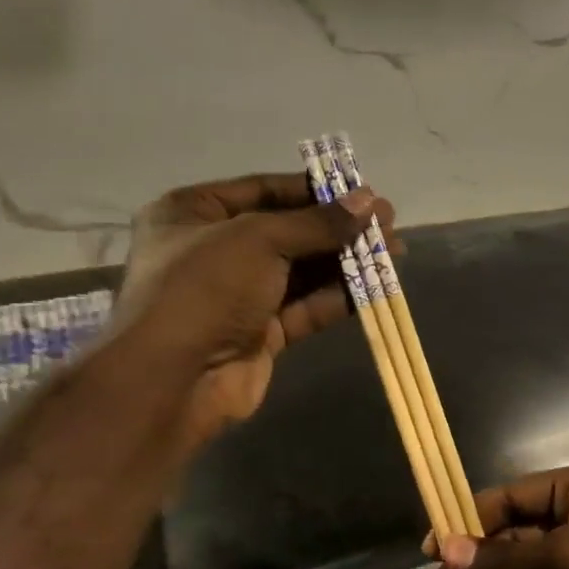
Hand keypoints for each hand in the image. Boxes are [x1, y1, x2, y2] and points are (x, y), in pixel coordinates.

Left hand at [114, 172, 388, 453]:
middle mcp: (215, 251)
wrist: (174, 379)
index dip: (314, 190)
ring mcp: (239, 296)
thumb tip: (370, 201)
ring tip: (394, 250)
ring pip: (302, 272)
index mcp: (193, 213)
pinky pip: (305, 307)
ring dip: (346, 261)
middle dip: (338, 227)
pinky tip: (376, 286)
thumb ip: (317, 222)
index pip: (264, 190)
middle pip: (288, 232)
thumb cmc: (204, 288)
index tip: (361, 191)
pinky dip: (338, 297)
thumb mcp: (259, 239)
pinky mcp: (261, 334)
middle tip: (388, 221)